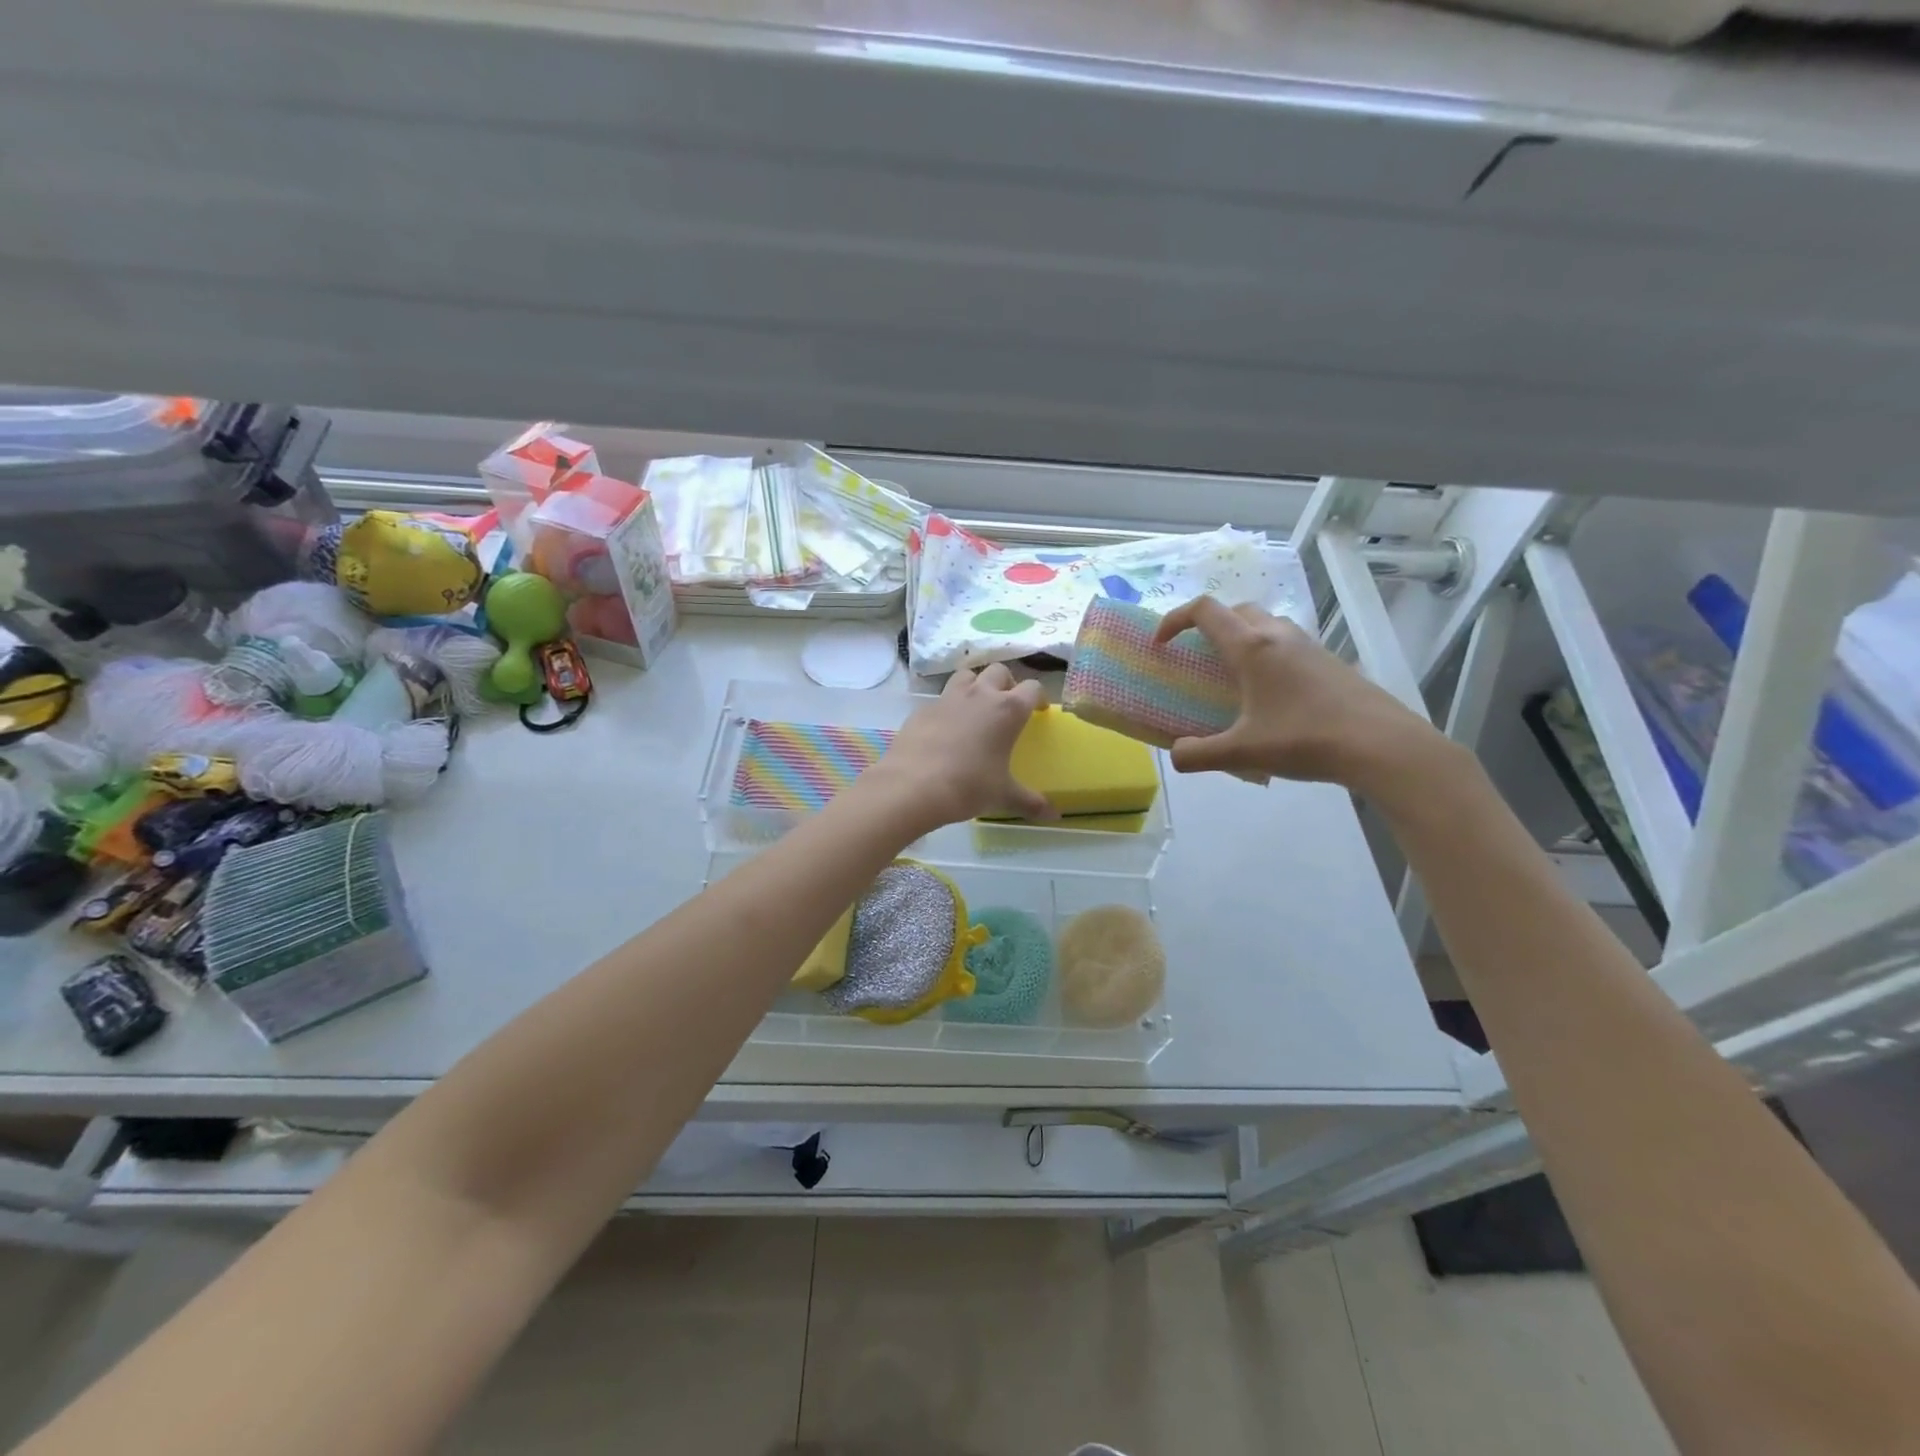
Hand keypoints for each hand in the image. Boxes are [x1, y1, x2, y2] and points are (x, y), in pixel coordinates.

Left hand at [863, 663, 1050, 831]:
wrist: (912, 786)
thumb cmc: (968, 786)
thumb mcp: (1003, 795)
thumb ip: (1030, 802)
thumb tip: (1055, 816)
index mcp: (1007, 710)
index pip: (1032, 688)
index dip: (1038, 697)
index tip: (1038, 710)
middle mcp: (979, 695)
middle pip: (999, 671)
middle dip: (1006, 683)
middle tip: (1006, 704)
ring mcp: (948, 698)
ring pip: (966, 675)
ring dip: (975, 684)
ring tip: (976, 707)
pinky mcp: (923, 709)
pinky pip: (940, 699)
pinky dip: (947, 707)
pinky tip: (945, 729)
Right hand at [1153, 596, 1445, 793]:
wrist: (1380, 744)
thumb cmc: (1304, 740)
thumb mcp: (1242, 753)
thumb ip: (1199, 754)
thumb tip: (1176, 755)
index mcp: (1251, 647)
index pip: (1204, 611)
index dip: (1175, 619)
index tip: (1162, 643)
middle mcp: (1278, 636)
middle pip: (1236, 610)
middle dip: (1209, 625)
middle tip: (1198, 655)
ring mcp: (1308, 646)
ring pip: (1265, 624)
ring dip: (1241, 637)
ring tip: (1233, 674)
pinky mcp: (1329, 661)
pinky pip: (1287, 643)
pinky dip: (1267, 654)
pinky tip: (1271, 694)